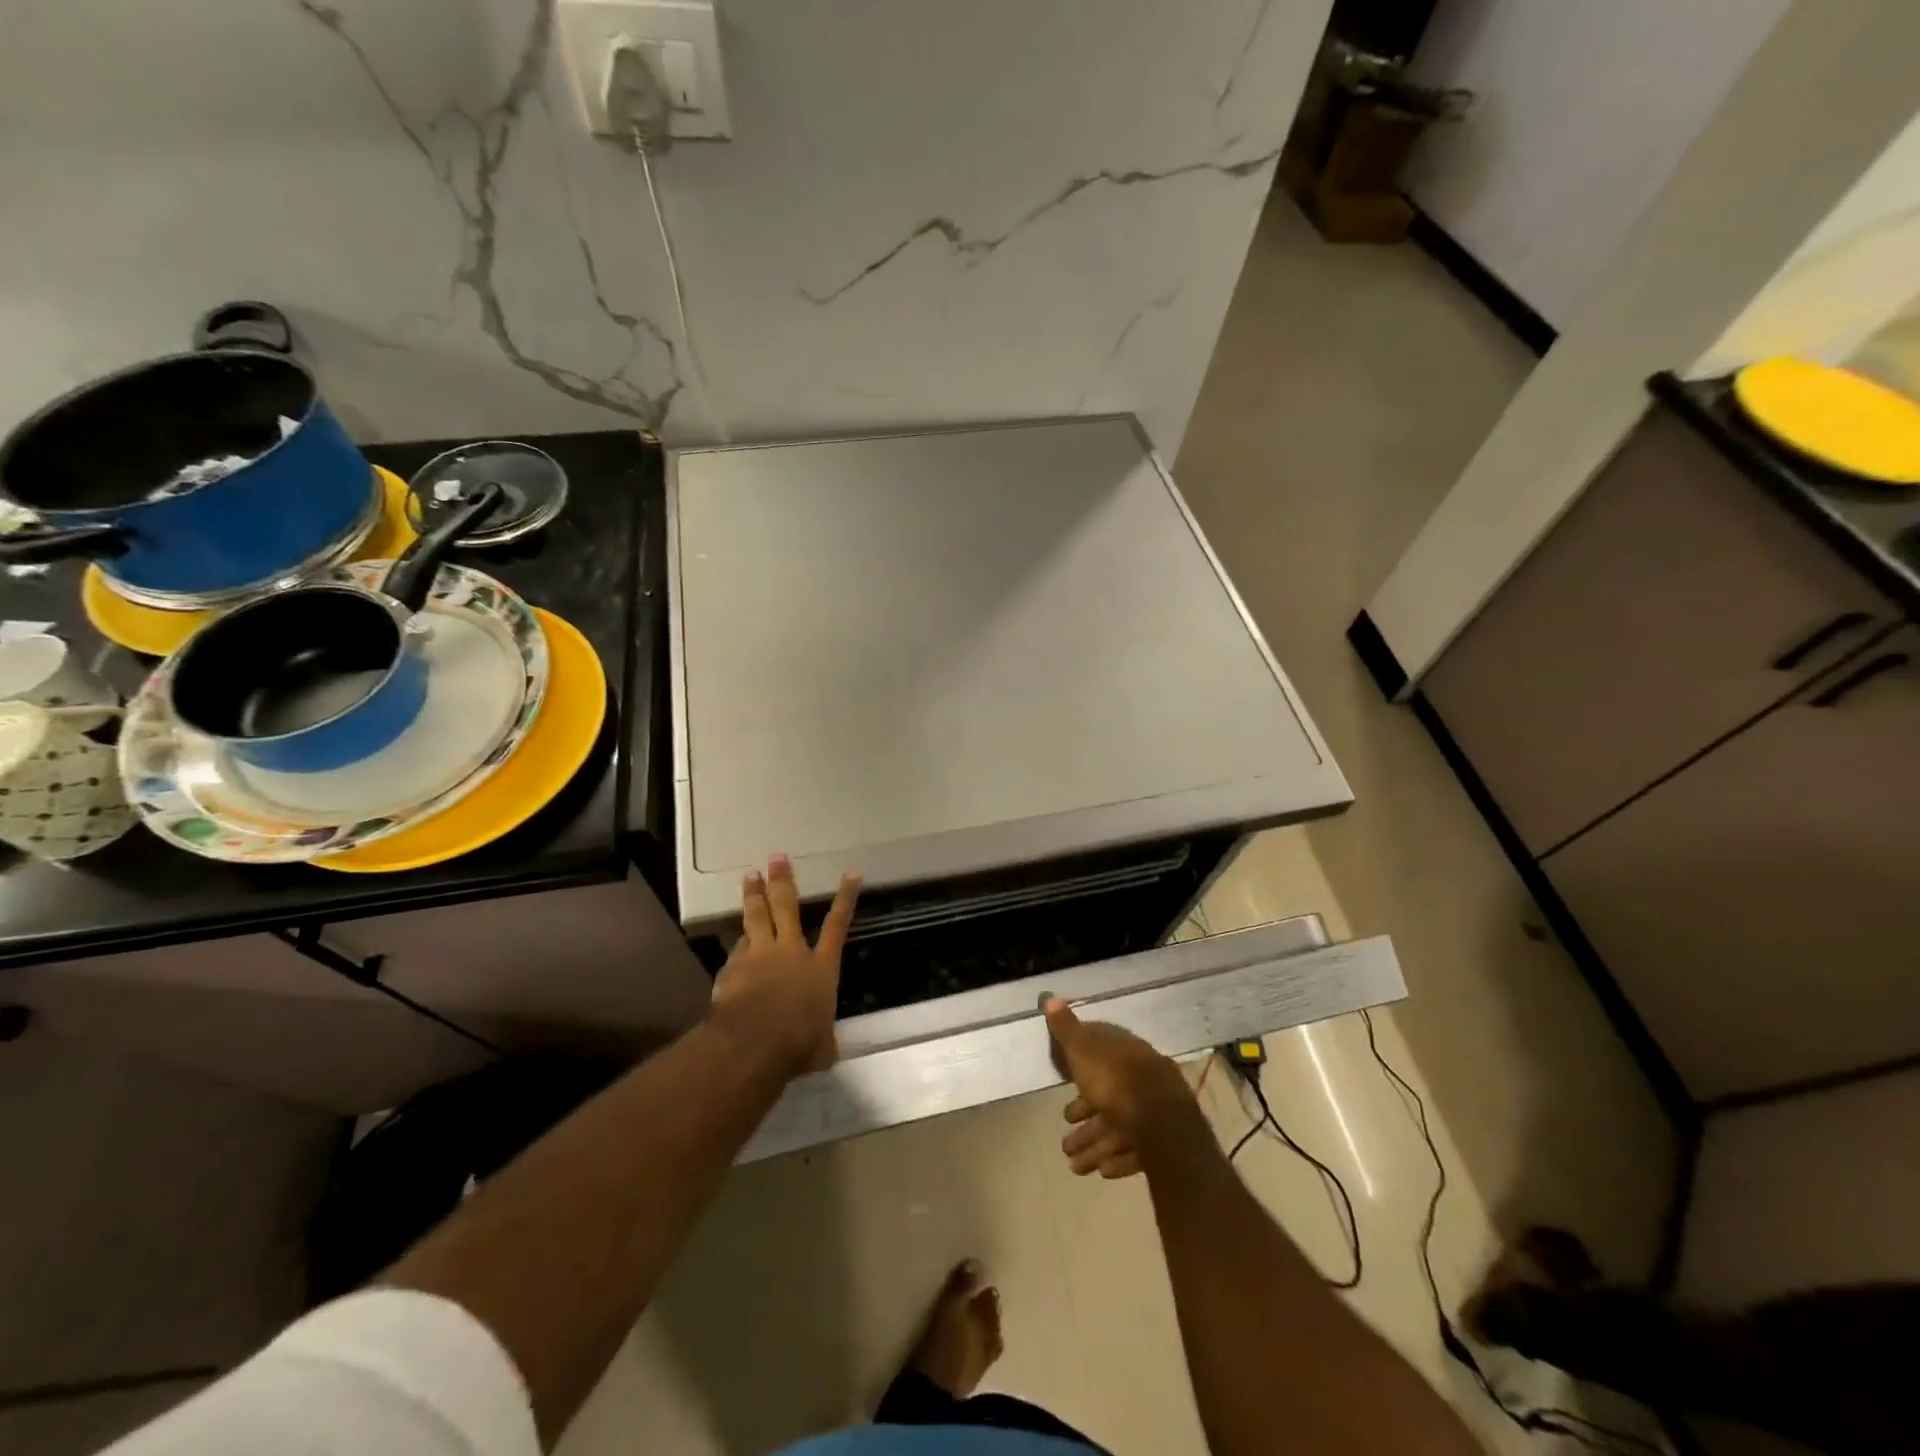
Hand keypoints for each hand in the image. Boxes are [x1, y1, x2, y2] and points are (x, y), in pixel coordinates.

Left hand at [710, 854, 860, 1076]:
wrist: (755, 1043)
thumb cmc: (799, 1044)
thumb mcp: (822, 1046)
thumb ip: (823, 1038)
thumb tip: (825, 1047)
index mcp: (821, 968)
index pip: (837, 925)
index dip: (846, 898)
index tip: (851, 872)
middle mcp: (791, 952)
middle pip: (787, 907)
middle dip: (783, 880)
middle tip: (777, 857)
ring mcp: (760, 956)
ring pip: (756, 917)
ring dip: (753, 895)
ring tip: (749, 875)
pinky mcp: (733, 968)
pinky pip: (737, 951)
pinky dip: (738, 947)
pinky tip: (734, 946)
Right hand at [1044, 998, 1197, 1178]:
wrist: (1161, 1121)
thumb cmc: (1115, 1081)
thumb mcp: (1082, 1049)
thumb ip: (1066, 1029)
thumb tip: (1050, 996)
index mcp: (1123, 1052)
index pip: (1099, 1055)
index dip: (1079, 1071)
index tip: (1062, 1088)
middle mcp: (1140, 1076)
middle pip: (1107, 1097)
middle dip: (1085, 1122)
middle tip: (1065, 1142)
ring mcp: (1153, 1108)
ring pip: (1119, 1126)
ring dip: (1095, 1145)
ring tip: (1075, 1166)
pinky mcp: (1164, 1138)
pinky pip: (1135, 1148)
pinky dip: (1118, 1158)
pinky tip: (1104, 1171)